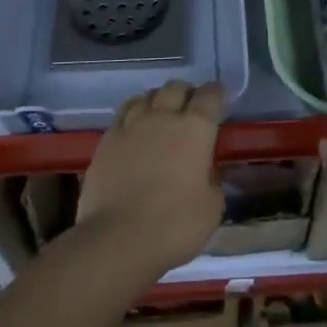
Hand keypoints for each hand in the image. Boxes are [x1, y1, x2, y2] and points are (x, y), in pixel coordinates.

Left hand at [75, 80, 224, 275]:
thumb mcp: (212, 208)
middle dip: (186, 93)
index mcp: (195, 129)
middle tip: (190, 107)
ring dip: (158, 100)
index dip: (216, 93)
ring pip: (147, 96)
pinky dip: (133, 113)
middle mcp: (163, 117)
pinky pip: (123, 113)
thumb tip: (207, 171)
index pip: (210, 96)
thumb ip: (213, 181)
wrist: (118, 238)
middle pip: (175, 88)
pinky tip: (134, 126)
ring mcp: (131, 125)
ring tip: (161, 113)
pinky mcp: (107, 139)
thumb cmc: (174, 225)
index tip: (219, 97)